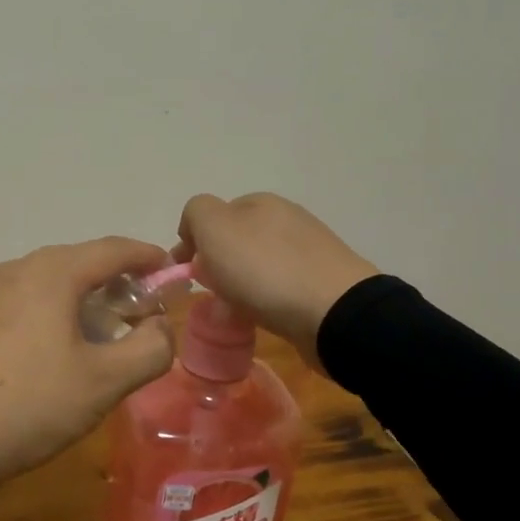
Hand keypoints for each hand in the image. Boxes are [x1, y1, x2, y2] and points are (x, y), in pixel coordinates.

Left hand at [0, 238, 176, 484]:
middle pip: (79, 261)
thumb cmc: (30, 403)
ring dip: (82, 297)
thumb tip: (160, 328)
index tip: (172, 271)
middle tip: (141, 311)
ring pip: (48, 281)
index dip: (147, 257)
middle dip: (115, 280)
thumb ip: (149, 350)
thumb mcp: (103, 383)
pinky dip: (51, 310)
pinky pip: (23, 300)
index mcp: (51, 273)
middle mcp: (16, 269)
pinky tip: (55, 347)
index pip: (112, 249)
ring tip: (101, 332)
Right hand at [173, 193, 377, 369]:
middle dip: (218, 265)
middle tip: (210, 293)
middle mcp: (287, 219)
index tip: (186, 272)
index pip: (214, 214)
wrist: (333, 313)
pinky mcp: (323, 283)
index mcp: (261, 202)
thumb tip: (195, 228)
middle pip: (237, 241)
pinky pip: (280, 289)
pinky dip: (265, 302)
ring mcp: (310, 251)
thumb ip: (196, 214)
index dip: (194, 241)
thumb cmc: (264, 269)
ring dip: (240, 286)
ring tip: (234, 313)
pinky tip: (262, 319)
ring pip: (258, 266)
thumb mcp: (214, 227)